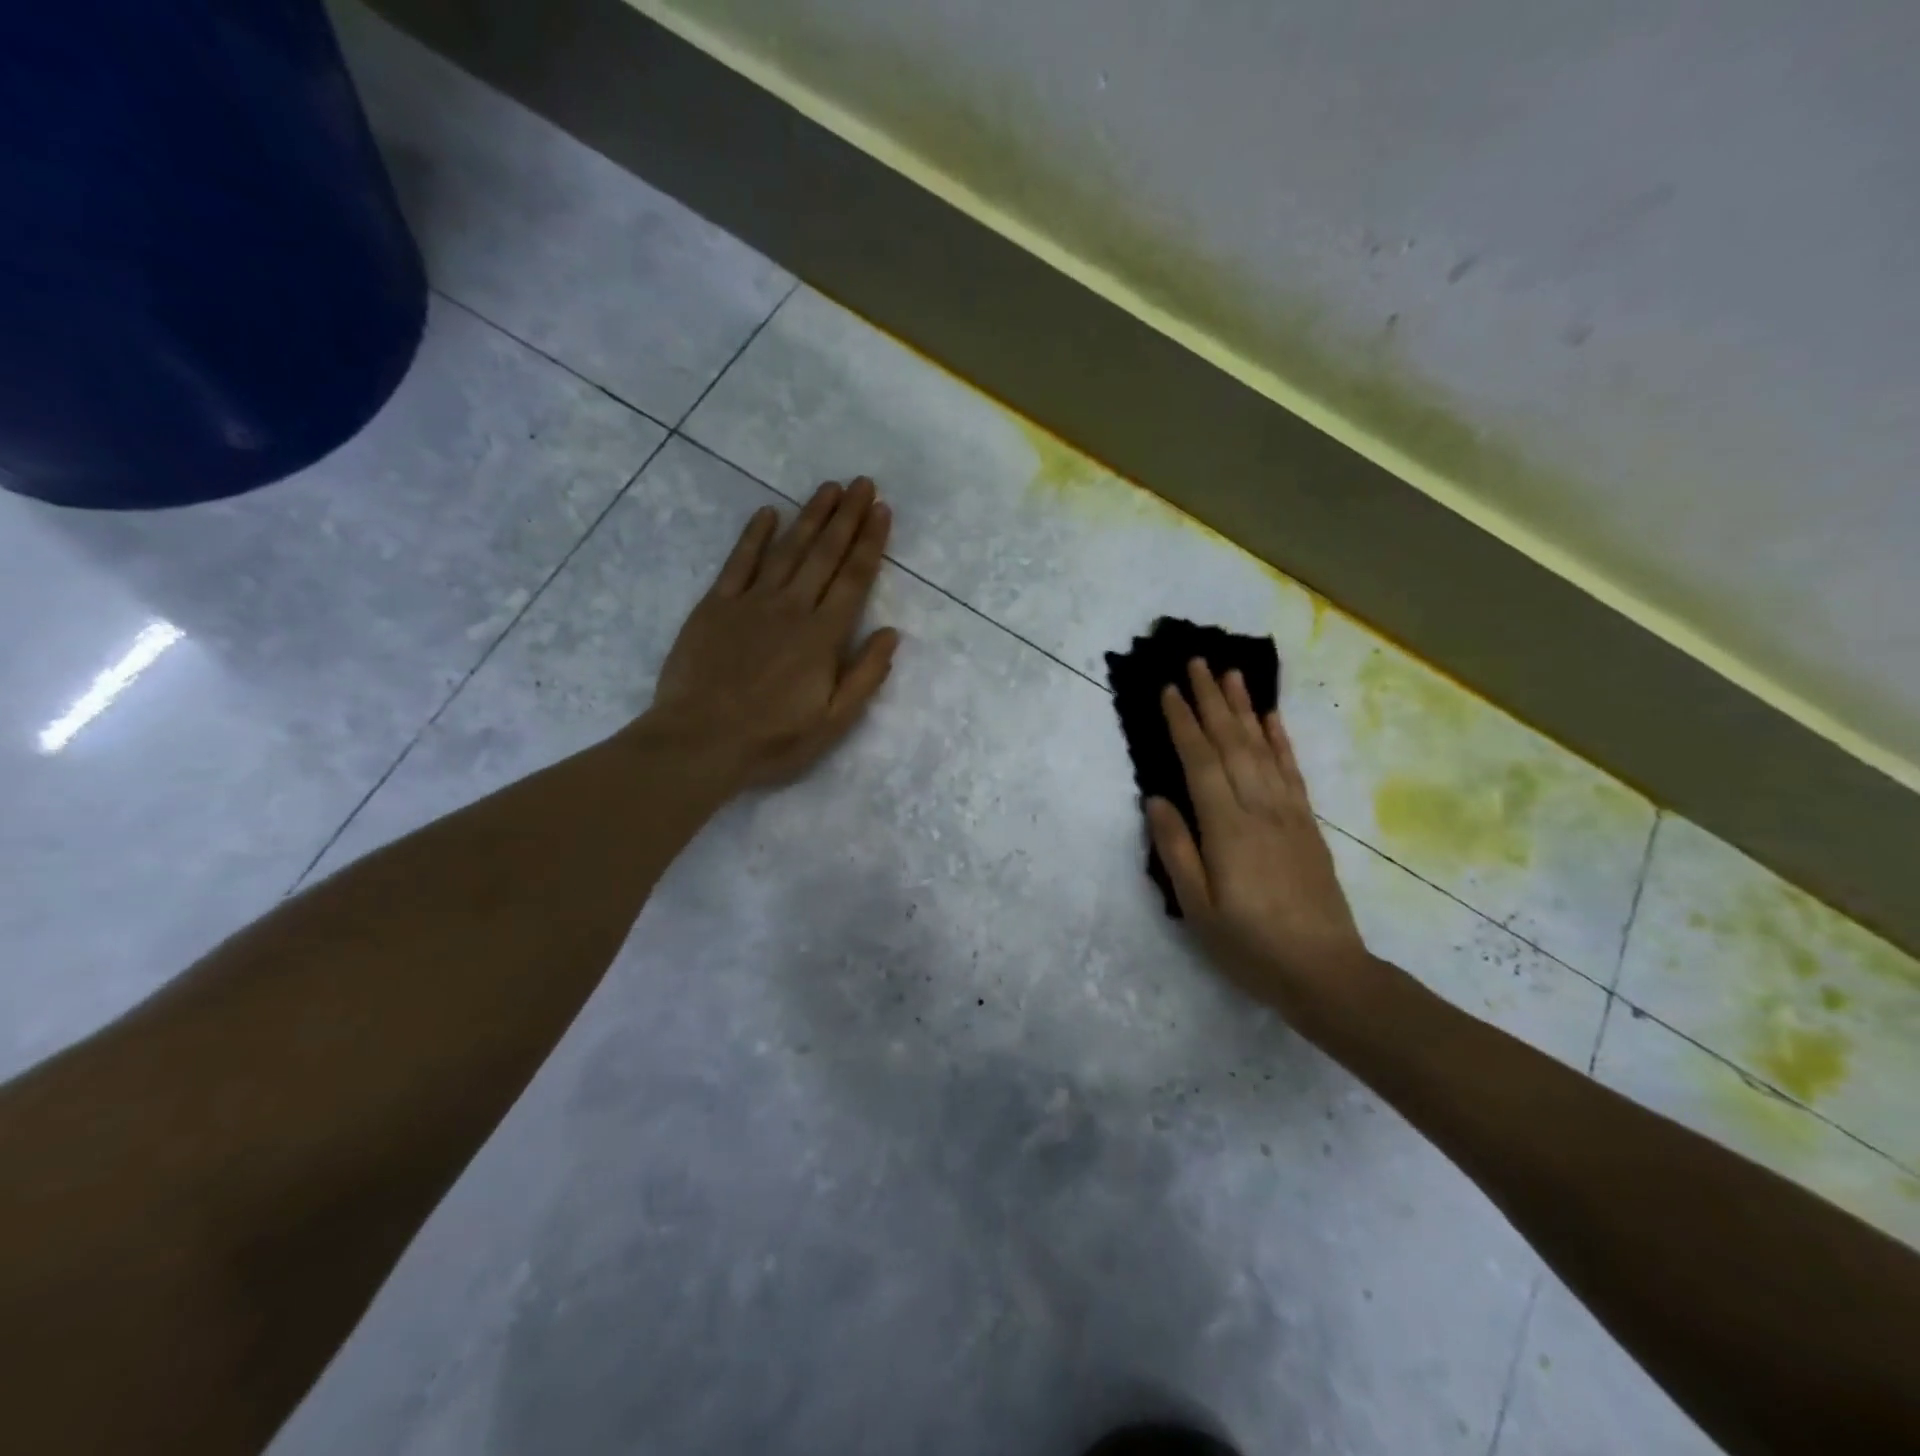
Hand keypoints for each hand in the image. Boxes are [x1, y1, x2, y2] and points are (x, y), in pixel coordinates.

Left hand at [648, 478, 899, 787]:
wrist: (699, 741)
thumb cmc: (773, 739)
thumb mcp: (834, 721)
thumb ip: (865, 675)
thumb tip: (890, 633)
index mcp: (823, 636)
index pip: (854, 578)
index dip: (870, 541)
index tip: (881, 509)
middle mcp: (792, 608)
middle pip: (824, 554)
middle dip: (846, 516)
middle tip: (862, 482)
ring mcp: (751, 602)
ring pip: (787, 549)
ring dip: (810, 516)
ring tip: (828, 488)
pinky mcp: (715, 606)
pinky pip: (738, 561)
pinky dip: (754, 535)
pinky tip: (767, 512)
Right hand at [1145, 660, 1370, 1024]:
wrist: (1326, 973)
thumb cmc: (1250, 946)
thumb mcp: (1198, 909)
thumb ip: (1176, 850)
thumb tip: (1155, 799)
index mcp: (1227, 828)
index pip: (1201, 761)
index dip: (1183, 723)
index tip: (1168, 689)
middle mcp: (1259, 809)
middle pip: (1232, 743)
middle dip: (1212, 700)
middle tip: (1197, 662)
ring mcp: (1288, 814)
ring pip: (1262, 748)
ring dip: (1244, 708)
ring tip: (1231, 673)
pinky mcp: (1307, 825)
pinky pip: (1292, 771)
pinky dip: (1280, 740)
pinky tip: (1271, 719)